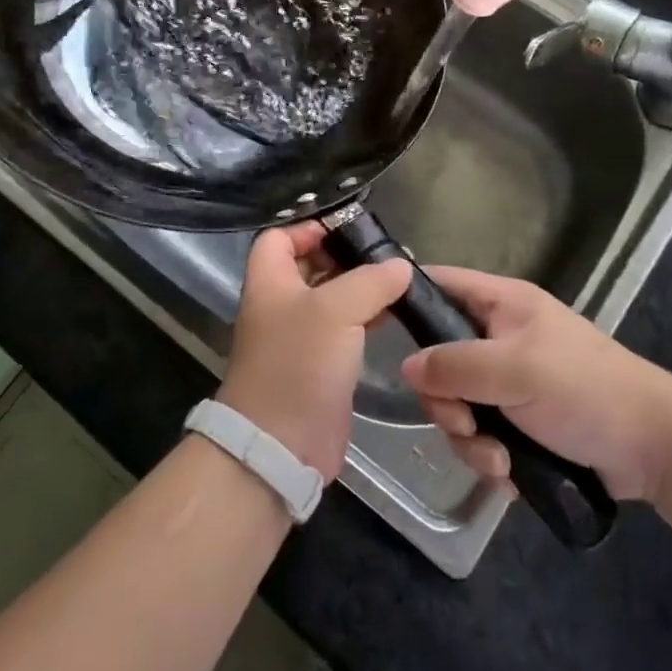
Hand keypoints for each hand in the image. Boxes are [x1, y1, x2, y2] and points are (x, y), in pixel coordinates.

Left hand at [219, 222, 411, 481]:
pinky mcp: (320, 365)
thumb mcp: (336, 310)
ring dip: (361, 287)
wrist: (282, 444)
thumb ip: (370, 281)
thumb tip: (400, 265)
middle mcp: (281, 303)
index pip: (280, 236)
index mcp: (270, 280)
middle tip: (387, 251)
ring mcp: (300, 336)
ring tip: (401, 277)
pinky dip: (367, 317)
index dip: (310, 226)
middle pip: (309, 265)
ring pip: (331, 298)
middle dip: (345, 256)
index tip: (350, 226)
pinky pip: (344, 329)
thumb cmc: (299, 363)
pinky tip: (396, 313)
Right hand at [398, 267, 671, 501]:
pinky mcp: (518, 424)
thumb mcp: (516, 370)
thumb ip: (455, 365)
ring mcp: (508, 383)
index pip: (439, 283)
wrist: (655, 449)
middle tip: (463, 422)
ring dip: (468, 438)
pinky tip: (510, 474)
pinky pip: (479, 436)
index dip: (407, 297)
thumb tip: (406, 367)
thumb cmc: (585, 389)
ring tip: (498, 459)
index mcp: (500, 305)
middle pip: (438, 359)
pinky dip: (489, 457)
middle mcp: (498, 339)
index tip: (378, 329)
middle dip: (444, 400)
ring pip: (456, 405)